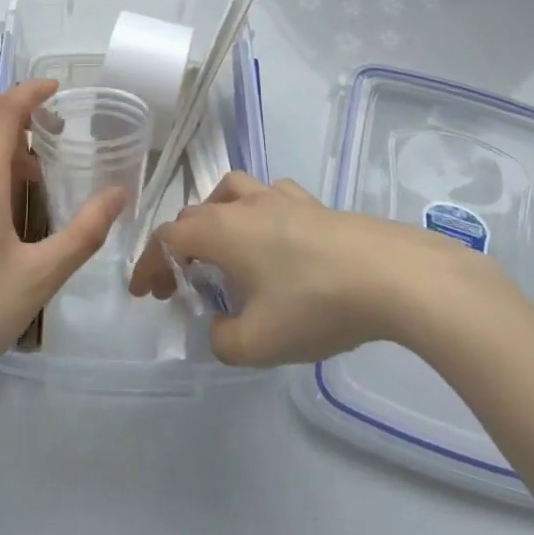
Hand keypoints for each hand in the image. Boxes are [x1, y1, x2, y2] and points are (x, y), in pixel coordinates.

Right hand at [128, 172, 531, 366]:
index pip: (168, 238)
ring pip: (231, 191)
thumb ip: (224, 340)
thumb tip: (222, 328)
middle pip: (195, 214)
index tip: (142, 293)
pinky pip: (270, 197)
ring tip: (224, 248)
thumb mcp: (259, 343)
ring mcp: (281, 197)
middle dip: (179, 248)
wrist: (390, 274)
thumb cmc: (315, 304)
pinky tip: (275, 238)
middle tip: (181, 284)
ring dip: (216, 217)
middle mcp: (244, 204)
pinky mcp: (313, 203)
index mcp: (221, 230)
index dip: (149, 264)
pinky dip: (258, 214)